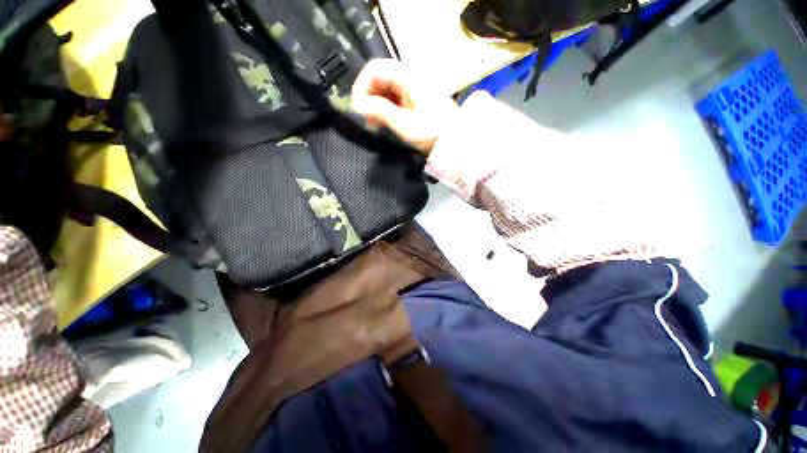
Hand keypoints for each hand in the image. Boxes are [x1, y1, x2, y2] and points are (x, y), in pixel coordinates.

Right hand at [351, 59, 458, 153]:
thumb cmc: (433, 133)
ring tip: (374, 124)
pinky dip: (385, 107)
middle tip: (366, 119)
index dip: (361, 85)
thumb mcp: (405, 125)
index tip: (357, 107)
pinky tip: (384, 121)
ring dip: (375, 103)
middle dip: (368, 96)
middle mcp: (410, 77)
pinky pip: (394, 96)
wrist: (456, 141)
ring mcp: (413, 87)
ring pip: (386, 87)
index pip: (375, 68)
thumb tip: (358, 105)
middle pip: (379, 77)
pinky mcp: (415, 98)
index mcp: (408, 77)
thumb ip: (381, 112)